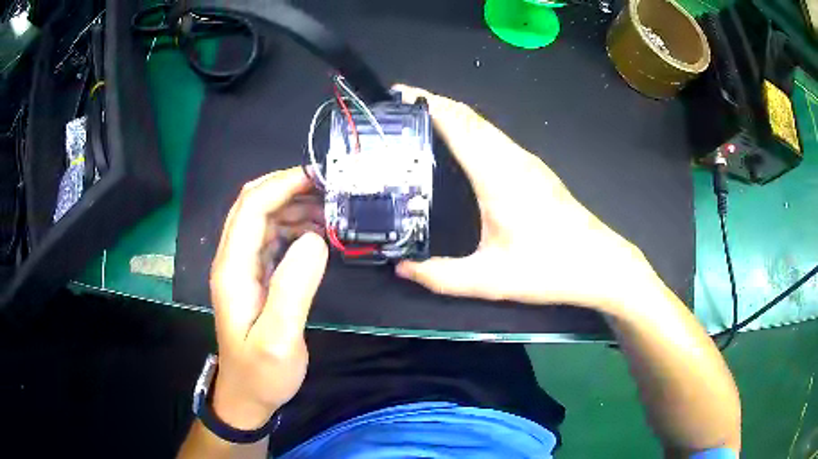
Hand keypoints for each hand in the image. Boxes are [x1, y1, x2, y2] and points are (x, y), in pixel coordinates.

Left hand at [209, 167, 326, 429]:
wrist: (247, 395)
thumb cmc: (262, 372)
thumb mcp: (279, 339)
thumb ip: (293, 288)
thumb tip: (315, 239)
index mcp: (233, 269)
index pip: (251, 207)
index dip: (282, 185)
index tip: (319, 178)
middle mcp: (232, 260)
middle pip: (252, 204)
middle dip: (288, 187)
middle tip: (330, 189)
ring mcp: (242, 267)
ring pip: (263, 218)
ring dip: (293, 206)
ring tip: (330, 210)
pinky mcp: (254, 277)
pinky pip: (271, 238)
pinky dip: (294, 226)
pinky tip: (317, 233)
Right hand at [394, 85, 655, 313]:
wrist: (600, 263)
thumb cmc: (550, 268)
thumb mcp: (491, 279)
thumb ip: (442, 276)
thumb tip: (402, 268)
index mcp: (499, 174)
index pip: (458, 123)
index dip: (427, 103)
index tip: (396, 93)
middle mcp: (513, 158)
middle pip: (469, 116)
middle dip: (432, 103)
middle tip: (397, 108)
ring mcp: (527, 161)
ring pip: (483, 124)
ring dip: (451, 114)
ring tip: (418, 122)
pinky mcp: (535, 169)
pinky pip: (494, 137)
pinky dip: (469, 129)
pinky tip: (457, 145)